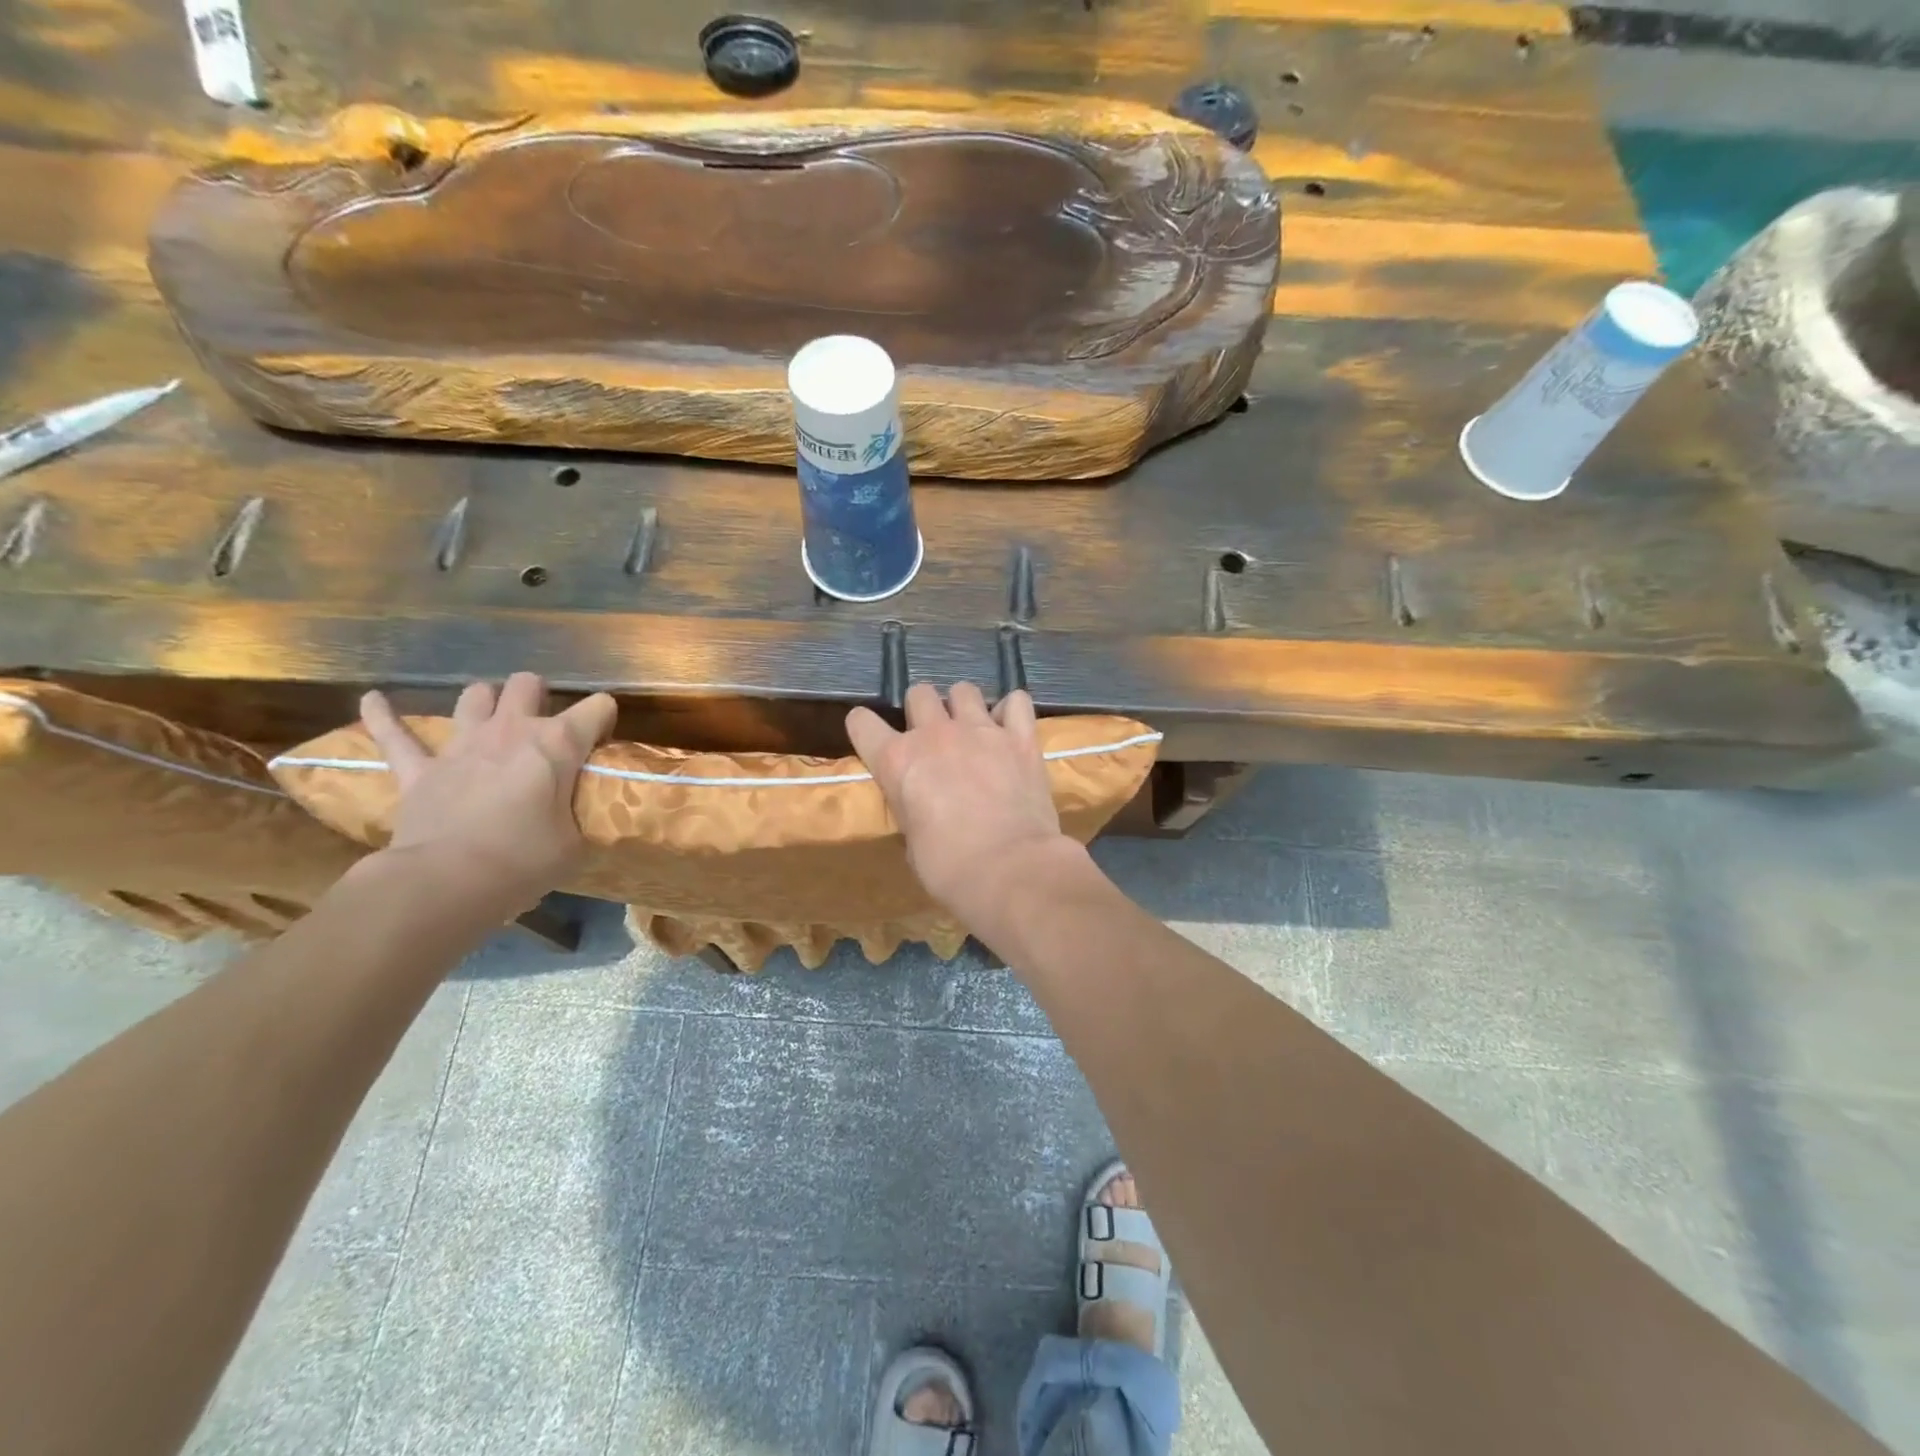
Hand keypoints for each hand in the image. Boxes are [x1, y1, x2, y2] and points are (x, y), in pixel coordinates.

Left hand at [359, 673, 616, 910]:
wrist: (446, 882)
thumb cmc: (524, 860)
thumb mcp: (576, 842)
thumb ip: (581, 815)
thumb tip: (582, 814)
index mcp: (558, 744)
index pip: (597, 708)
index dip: (604, 720)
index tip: (601, 745)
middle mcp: (511, 730)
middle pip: (527, 684)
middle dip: (539, 697)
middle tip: (545, 725)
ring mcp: (461, 746)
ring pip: (475, 696)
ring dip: (487, 702)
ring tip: (493, 719)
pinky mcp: (419, 770)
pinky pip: (394, 734)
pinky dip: (384, 715)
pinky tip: (374, 699)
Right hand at [846, 683, 1076, 919]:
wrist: (1010, 869)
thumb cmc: (949, 868)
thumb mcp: (911, 842)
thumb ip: (911, 809)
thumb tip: (922, 808)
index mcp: (896, 761)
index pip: (861, 722)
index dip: (864, 728)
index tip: (873, 738)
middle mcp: (934, 734)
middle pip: (918, 693)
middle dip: (922, 711)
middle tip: (932, 737)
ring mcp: (980, 730)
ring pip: (964, 690)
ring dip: (963, 707)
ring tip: (972, 730)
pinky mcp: (1020, 737)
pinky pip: (1016, 701)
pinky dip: (1010, 712)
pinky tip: (1010, 730)